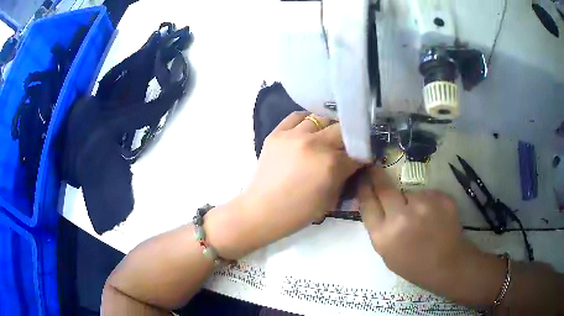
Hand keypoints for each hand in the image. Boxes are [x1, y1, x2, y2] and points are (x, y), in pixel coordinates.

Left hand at [243, 112, 360, 244]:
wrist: (262, 210)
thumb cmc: (298, 212)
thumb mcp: (330, 199)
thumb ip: (344, 176)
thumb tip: (353, 163)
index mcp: (331, 163)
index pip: (356, 152)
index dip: (361, 156)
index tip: (361, 157)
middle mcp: (314, 143)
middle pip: (342, 129)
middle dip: (348, 139)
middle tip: (345, 147)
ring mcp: (293, 135)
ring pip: (320, 119)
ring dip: (327, 128)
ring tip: (325, 138)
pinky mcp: (277, 133)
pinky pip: (296, 117)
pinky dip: (306, 121)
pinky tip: (307, 130)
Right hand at [357, 167, 490, 296]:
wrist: (448, 264)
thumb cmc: (414, 265)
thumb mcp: (387, 253)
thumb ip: (378, 228)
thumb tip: (372, 201)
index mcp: (384, 236)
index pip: (367, 203)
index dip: (363, 188)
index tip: (363, 177)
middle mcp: (402, 217)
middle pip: (384, 188)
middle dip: (377, 177)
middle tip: (375, 170)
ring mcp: (424, 205)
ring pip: (408, 192)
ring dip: (409, 199)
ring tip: (419, 216)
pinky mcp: (441, 197)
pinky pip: (426, 193)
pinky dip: (426, 201)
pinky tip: (433, 216)